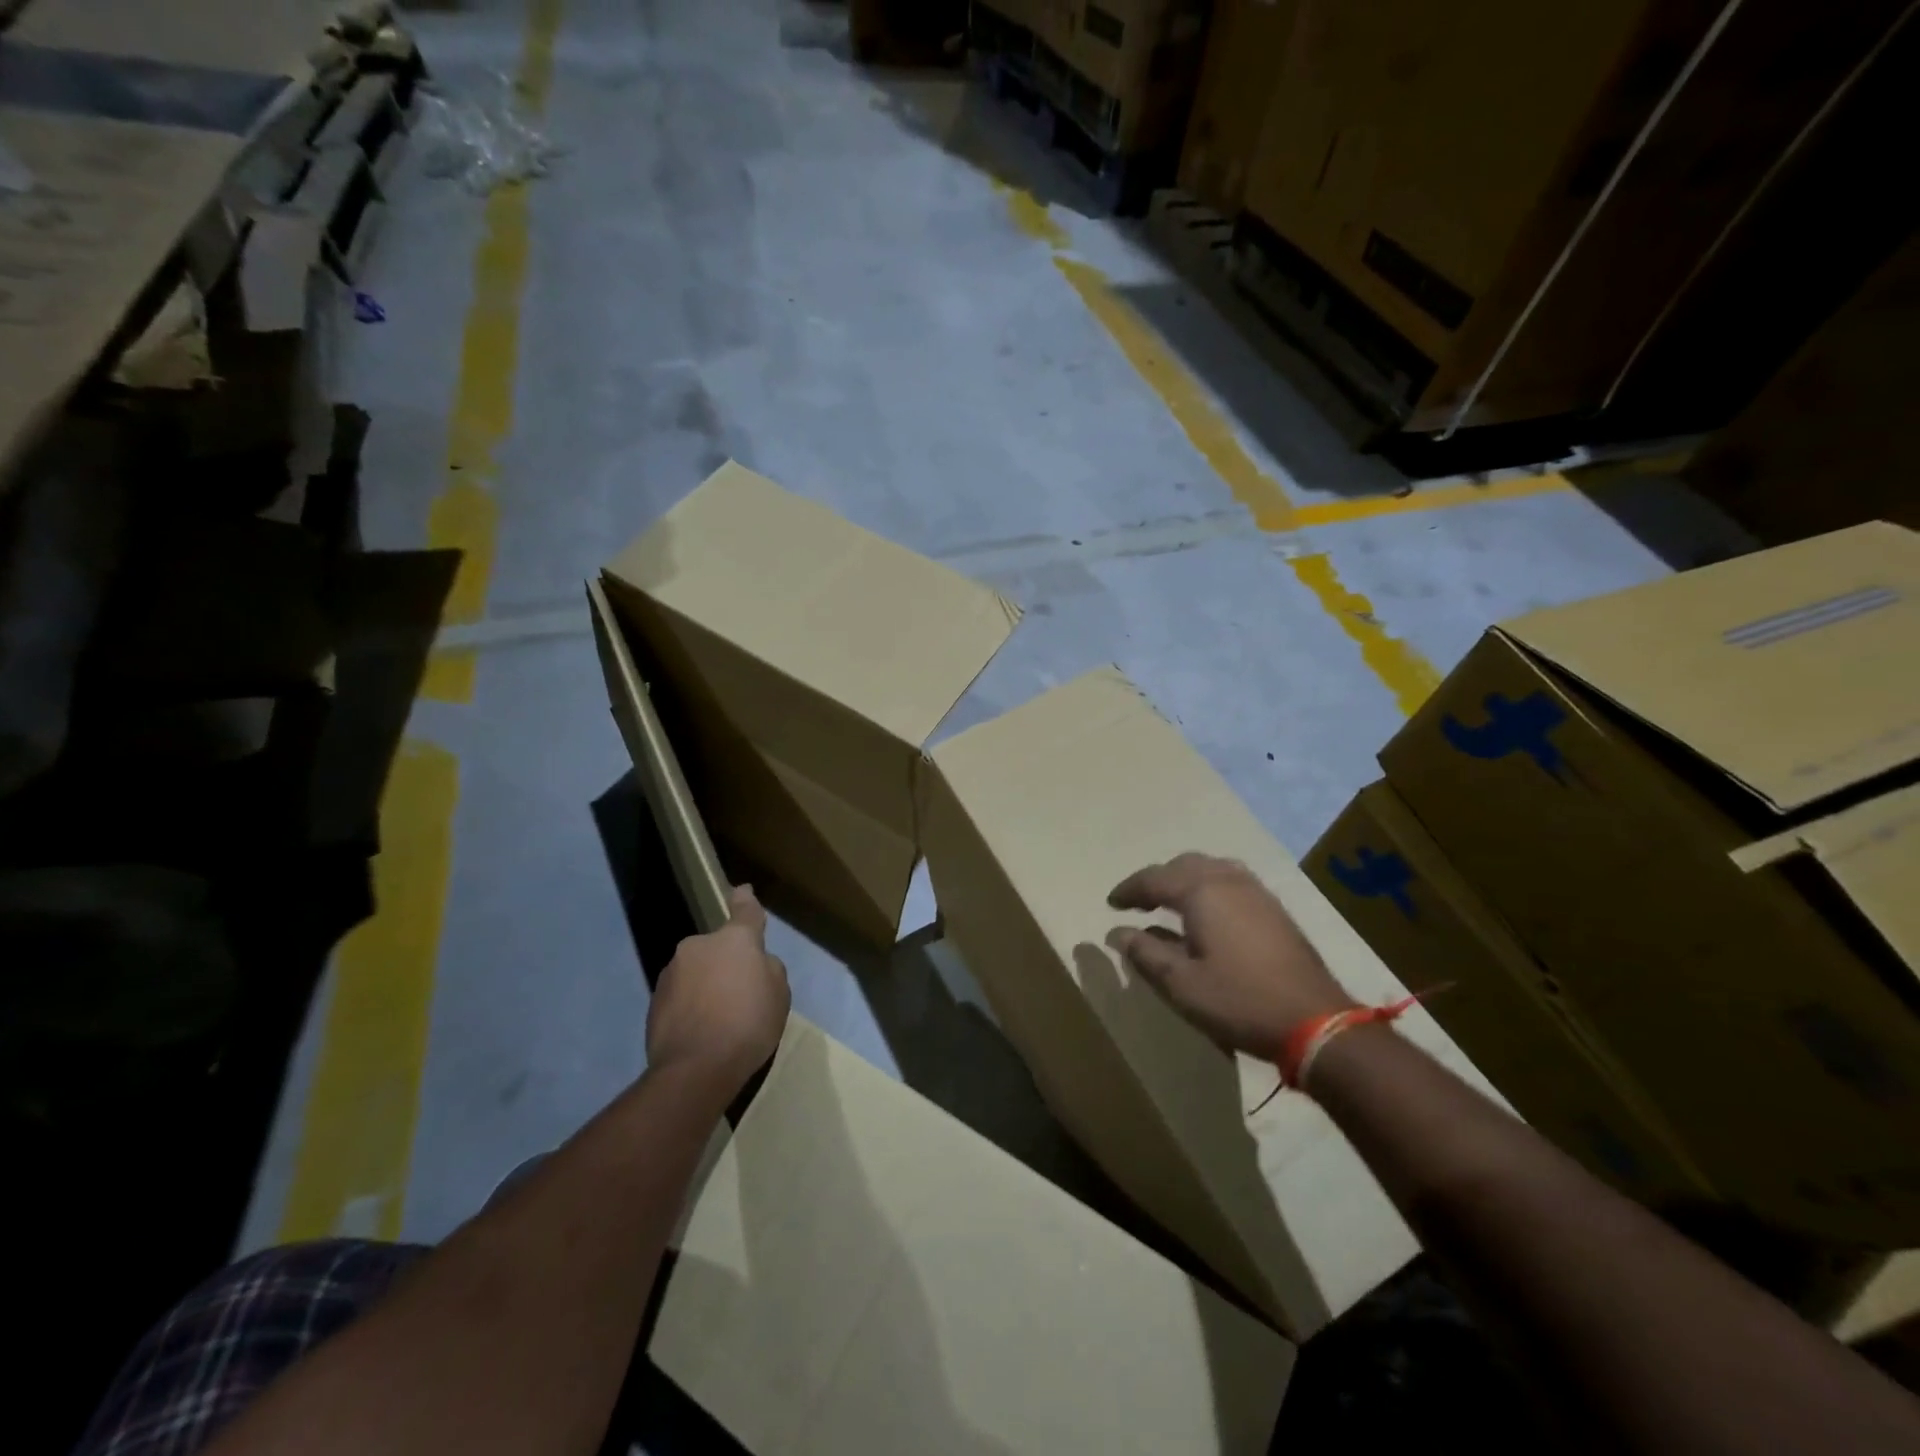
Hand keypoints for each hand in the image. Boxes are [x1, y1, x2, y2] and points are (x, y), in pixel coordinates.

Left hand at [647, 886, 790, 1085]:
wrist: (695, 1069)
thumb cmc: (748, 1024)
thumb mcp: (779, 994)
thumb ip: (768, 969)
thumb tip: (756, 965)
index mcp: (734, 940)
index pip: (745, 911)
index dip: (746, 900)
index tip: (742, 891)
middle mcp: (698, 947)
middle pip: (718, 950)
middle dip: (727, 965)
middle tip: (741, 996)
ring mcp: (672, 973)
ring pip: (697, 973)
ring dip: (707, 987)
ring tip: (719, 1022)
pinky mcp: (654, 1002)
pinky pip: (681, 997)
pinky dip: (691, 1008)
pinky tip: (701, 1034)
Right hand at [1108, 853, 1354, 1062]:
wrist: (1315, 1021)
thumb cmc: (1239, 1001)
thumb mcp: (1180, 984)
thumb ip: (1145, 953)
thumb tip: (1118, 932)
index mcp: (1201, 892)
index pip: (1154, 879)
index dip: (1129, 890)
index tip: (1111, 904)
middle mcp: (1228, 880)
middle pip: (1184, 865)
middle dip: (1157, 880)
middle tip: (1139, 902)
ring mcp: (1256, 892)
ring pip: (1212, 868)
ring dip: (1185, 879)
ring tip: (1171, 902)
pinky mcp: (1275, 909)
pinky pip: (1232, 880)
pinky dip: (1209, 886)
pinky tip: (1209, 913)